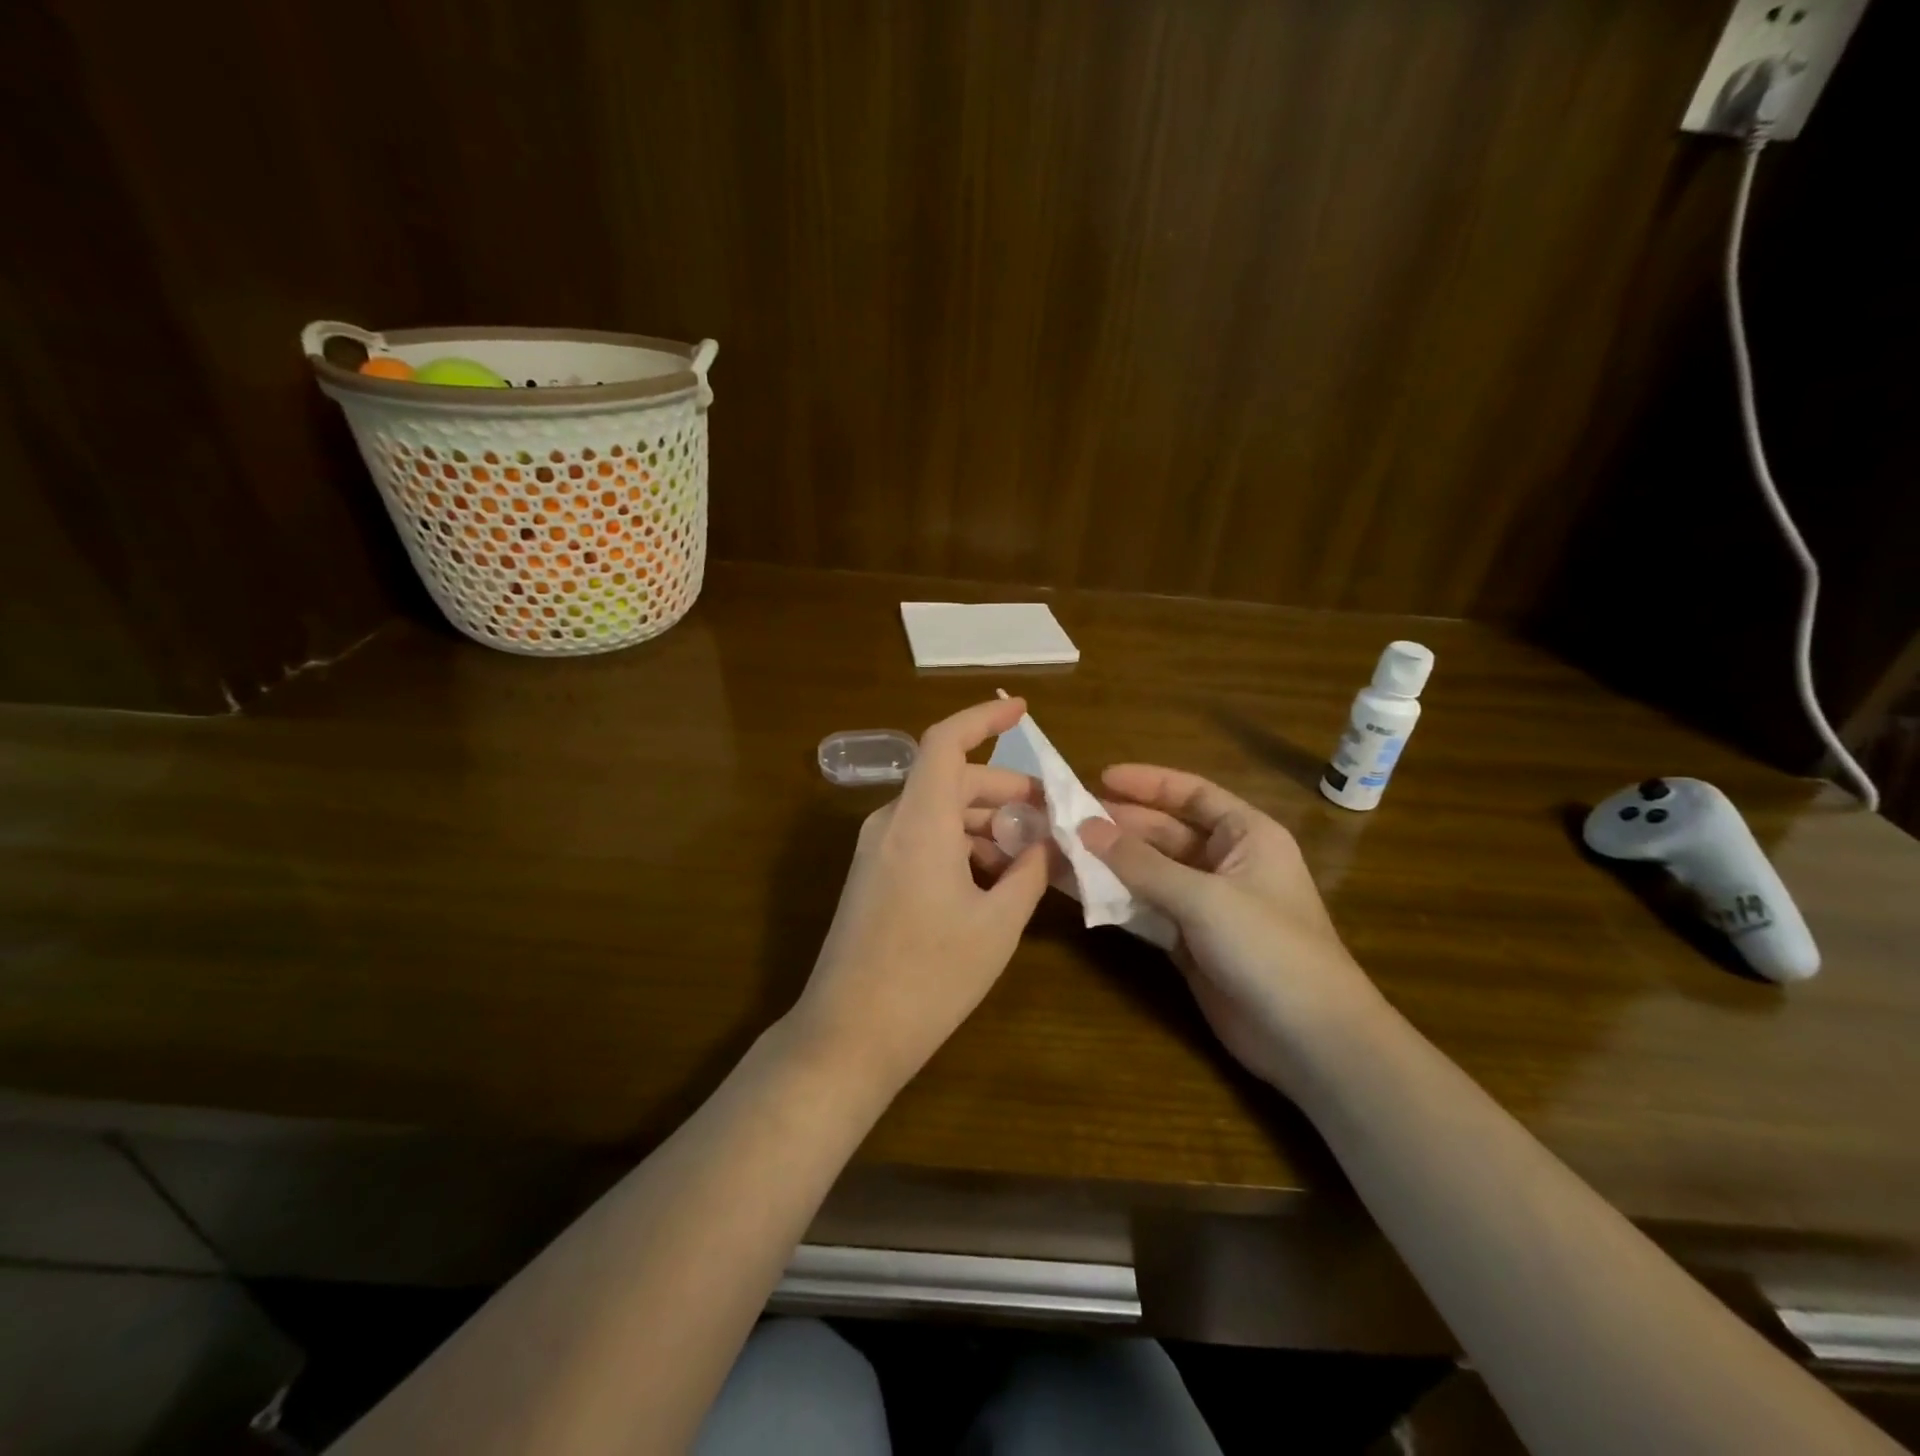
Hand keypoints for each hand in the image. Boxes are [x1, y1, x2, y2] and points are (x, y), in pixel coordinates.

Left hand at [791, 697, 1049, 1096]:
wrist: (848, 1035)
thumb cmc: (929, 977)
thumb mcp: (996, 925)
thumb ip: (1027, 873)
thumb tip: (1049, 842)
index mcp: (919, 822)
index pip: (945, 743)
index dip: (983, 720)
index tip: (1022, 710)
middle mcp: (891, 824)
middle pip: (953, 782)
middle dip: (1006, 792)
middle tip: (1054, 817)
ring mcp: (877, 851)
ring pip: (940, 814)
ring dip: (987, 824)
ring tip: (1033, 855)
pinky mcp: (873, 877)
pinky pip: (923, 840)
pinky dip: (962, 846)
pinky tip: (995, 880)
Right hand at [1078, 765, 1387, 1093]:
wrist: (1310, 1039)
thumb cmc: (1268, 947)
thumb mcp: (1204, 897)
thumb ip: (1141, 864)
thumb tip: (1085, 827)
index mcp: (1247, 836)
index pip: (1192, 794)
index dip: (1148, 783)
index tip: (1100, 778)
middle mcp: (1226, 863)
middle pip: (1165, 833)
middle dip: (1119, 826)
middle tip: (1067, 819)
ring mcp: (1206, 905)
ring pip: (1150, 873)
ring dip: (1110, 864)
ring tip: (1060, 850)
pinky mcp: (1190, 942)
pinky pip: (1146, 910)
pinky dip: (1116, 901)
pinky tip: (1079, 891)